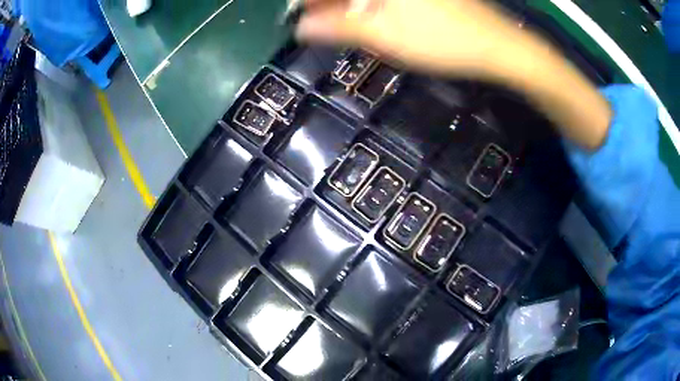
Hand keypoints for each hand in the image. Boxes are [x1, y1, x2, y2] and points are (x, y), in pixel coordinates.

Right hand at [296, 0, 524, 77]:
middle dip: (328, 2)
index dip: (310, 0)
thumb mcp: (383, 35)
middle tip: (312, 21)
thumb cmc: (441, 39)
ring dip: (348, 5)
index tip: (297, 14)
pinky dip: (370, 5)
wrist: (499, 47)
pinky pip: (387, 0)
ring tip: (334, 22)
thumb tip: (300, 28)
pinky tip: (366, 17)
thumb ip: (337, 27)